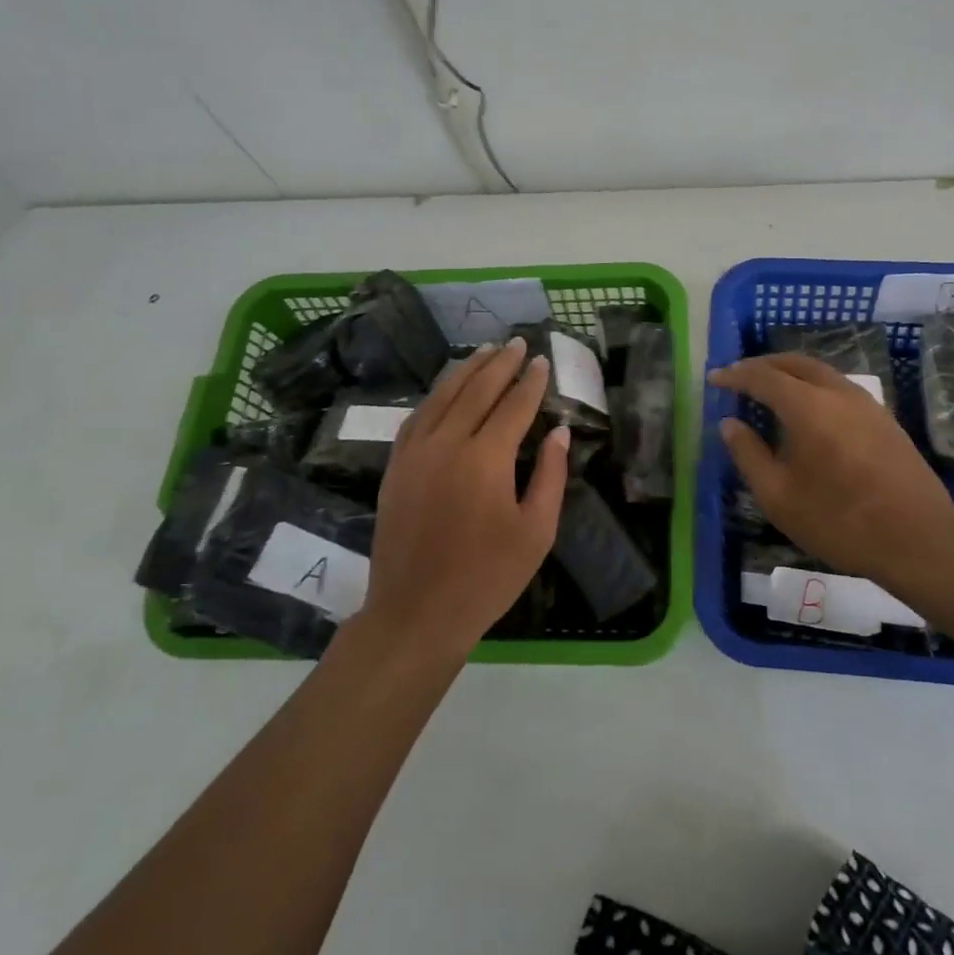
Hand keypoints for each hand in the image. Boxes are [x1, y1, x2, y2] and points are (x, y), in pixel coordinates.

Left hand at [362, 337, 570, 661]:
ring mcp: (415, 453)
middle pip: (477, 390)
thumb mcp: (536, 532)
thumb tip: (557, 431)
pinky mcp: (396, 467)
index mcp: (486, 459)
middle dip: (500, 364)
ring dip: (467, 370)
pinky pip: (417, 416)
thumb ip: (550, 475)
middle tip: (518, 343)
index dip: (531, 382)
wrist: (416, 612)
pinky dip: (436, 395)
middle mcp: (447, 443)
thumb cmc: (487, 577)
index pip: (514, 406)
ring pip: (443, 396)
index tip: (543, 361)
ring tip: (486, 350)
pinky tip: (447, 389)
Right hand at [710, 354, 953, 595]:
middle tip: (739, 376)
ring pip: (821, 372)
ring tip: (770, 390)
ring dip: (790, 373)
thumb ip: (749, 455)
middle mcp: (838, 393)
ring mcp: (866, 403)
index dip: (735, 375)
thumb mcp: (778, 496)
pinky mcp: (884, 418)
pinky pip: (839, 387)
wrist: (918, 539)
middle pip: (794, 363)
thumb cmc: (839, 521)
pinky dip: (813, 387)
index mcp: (808, 406)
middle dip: (763, 365)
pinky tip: (808, 411)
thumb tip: (730, 424)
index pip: (763, 377)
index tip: (715, 379)